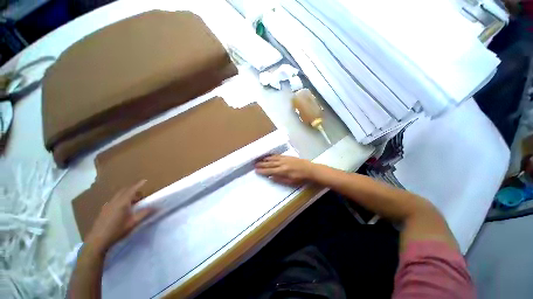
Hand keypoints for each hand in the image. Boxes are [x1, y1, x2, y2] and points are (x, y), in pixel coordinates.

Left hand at [85, 180, 154, 253]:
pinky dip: (121, 199)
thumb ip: (143, 214)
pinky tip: (123, 207)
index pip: (131, 190)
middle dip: (133, 189)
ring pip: (118, 195)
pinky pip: (114, 199)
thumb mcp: (132, 223)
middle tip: (141, 195)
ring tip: (133, 201)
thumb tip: (155, 207)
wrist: (98, 240)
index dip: (138, 185)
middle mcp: (114, 201)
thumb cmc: (117, 231)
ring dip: (127, 194)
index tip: (145, 180)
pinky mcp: (104, 209)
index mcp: (122, 203)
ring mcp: (108, 205)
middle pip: (124, 190)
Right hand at [255, 155, 315, 185]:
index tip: (256, 170)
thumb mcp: (290, 182)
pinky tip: (268, 156)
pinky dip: (271, 156)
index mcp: (282, 171)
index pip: (270, 171)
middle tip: (255, 165)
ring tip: (259, 160)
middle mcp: (281, 164)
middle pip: (269, 164)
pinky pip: (277, 155)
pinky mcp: (287, 156)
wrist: (309, 169)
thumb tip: (270, 177)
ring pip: (272, 158)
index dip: (262, 171)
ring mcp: (284, 159)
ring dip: (265, 159)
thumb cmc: (300, 178)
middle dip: (261, 164)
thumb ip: (279, 179)